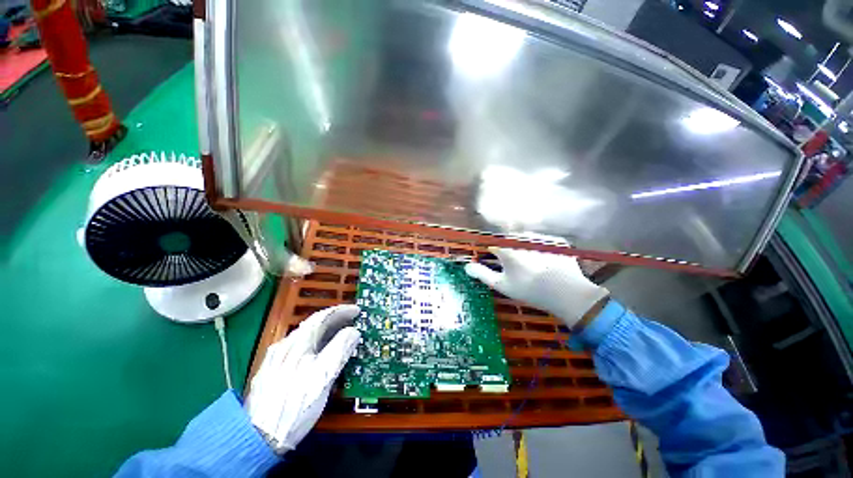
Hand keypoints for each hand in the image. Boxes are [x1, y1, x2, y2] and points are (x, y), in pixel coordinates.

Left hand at [245, 305, 360, 453]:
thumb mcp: (323, 377)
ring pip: (306, 336)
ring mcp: (277, 358)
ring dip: (326, 331)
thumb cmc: (295, 406)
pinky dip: (316, 344)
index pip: (322, 317)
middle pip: (314, 324)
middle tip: (353, 321)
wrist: (258, 437)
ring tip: (341, 335)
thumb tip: (353, 332)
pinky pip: (300, 348)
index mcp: (297, 343)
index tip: (357, 310)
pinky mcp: (273, 371)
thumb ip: (339, 350)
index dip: (342, 311)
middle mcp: (285, 346)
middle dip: (335, 320)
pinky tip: (321, 353)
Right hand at [465, 248, 608, 328]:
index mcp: (507, 247)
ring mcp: (541, 238)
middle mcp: (522, 238)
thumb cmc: (529, 290)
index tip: (494, 256)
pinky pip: (543, 241)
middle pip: (510, 238)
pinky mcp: (557, 241)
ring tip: (531, 264)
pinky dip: (542, 248)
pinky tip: (546, 262)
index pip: (493, 242)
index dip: (493, 250)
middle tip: (515, 264)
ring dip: (525, 246)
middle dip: (509, 248)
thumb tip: (467, 266)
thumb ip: (482, 273)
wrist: (567, 294)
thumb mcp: (501, 285)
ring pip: (526, 238)